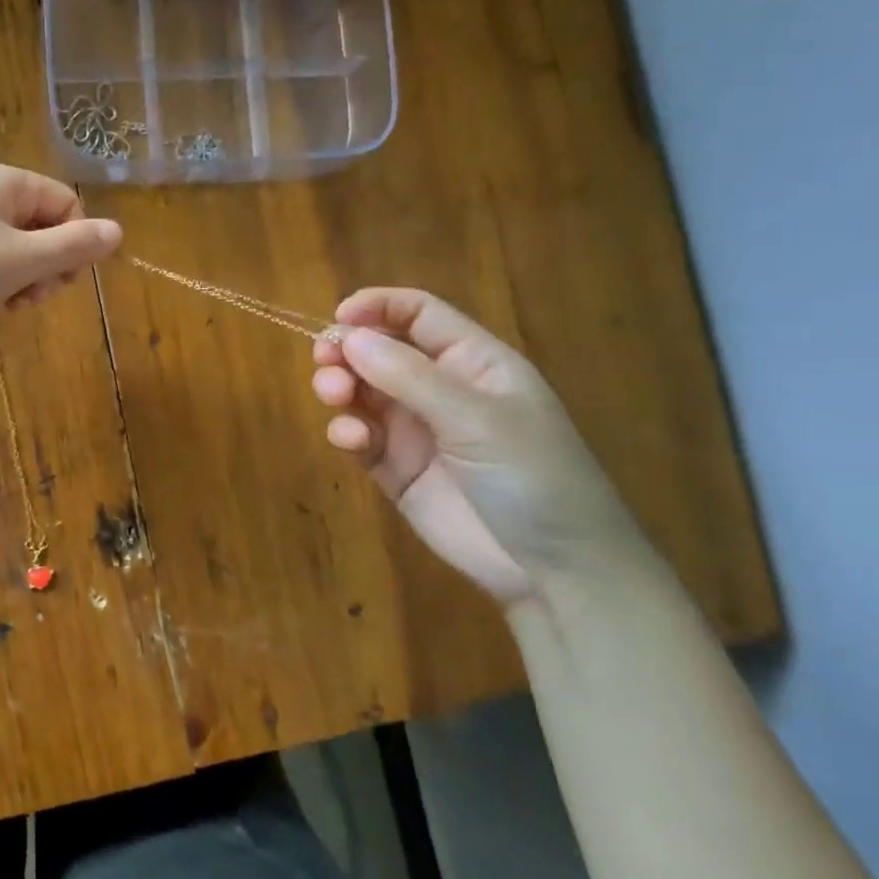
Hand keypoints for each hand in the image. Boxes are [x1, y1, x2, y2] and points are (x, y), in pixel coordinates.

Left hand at [0, 164, 121, 337]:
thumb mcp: (20, 260)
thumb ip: (73, 247)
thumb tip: (119, 231)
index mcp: (6, 182)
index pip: (67, 204)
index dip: (74, 244)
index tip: (60, 281)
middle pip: (43, 226)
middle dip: (48, 266)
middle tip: (30, 298)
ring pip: (16, 248)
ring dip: (24, 279)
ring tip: (9, 305)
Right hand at [311, 288, 656, 605]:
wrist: (553, 571)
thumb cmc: (533, 478)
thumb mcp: (477, 419)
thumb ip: (409, 376)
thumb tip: (348, 335)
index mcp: (473, 362)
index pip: (418, 314)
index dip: (377, 307)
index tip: (337, 317)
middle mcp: (440, 389)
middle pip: (379, 351)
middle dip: (347, 350)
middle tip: (325, 363)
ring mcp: (415, 429)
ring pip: (361, 391)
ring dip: (341, 387)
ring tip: (335, 397)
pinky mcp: (395, 468)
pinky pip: (359, 437)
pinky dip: (347, 432)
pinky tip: (352, 441)